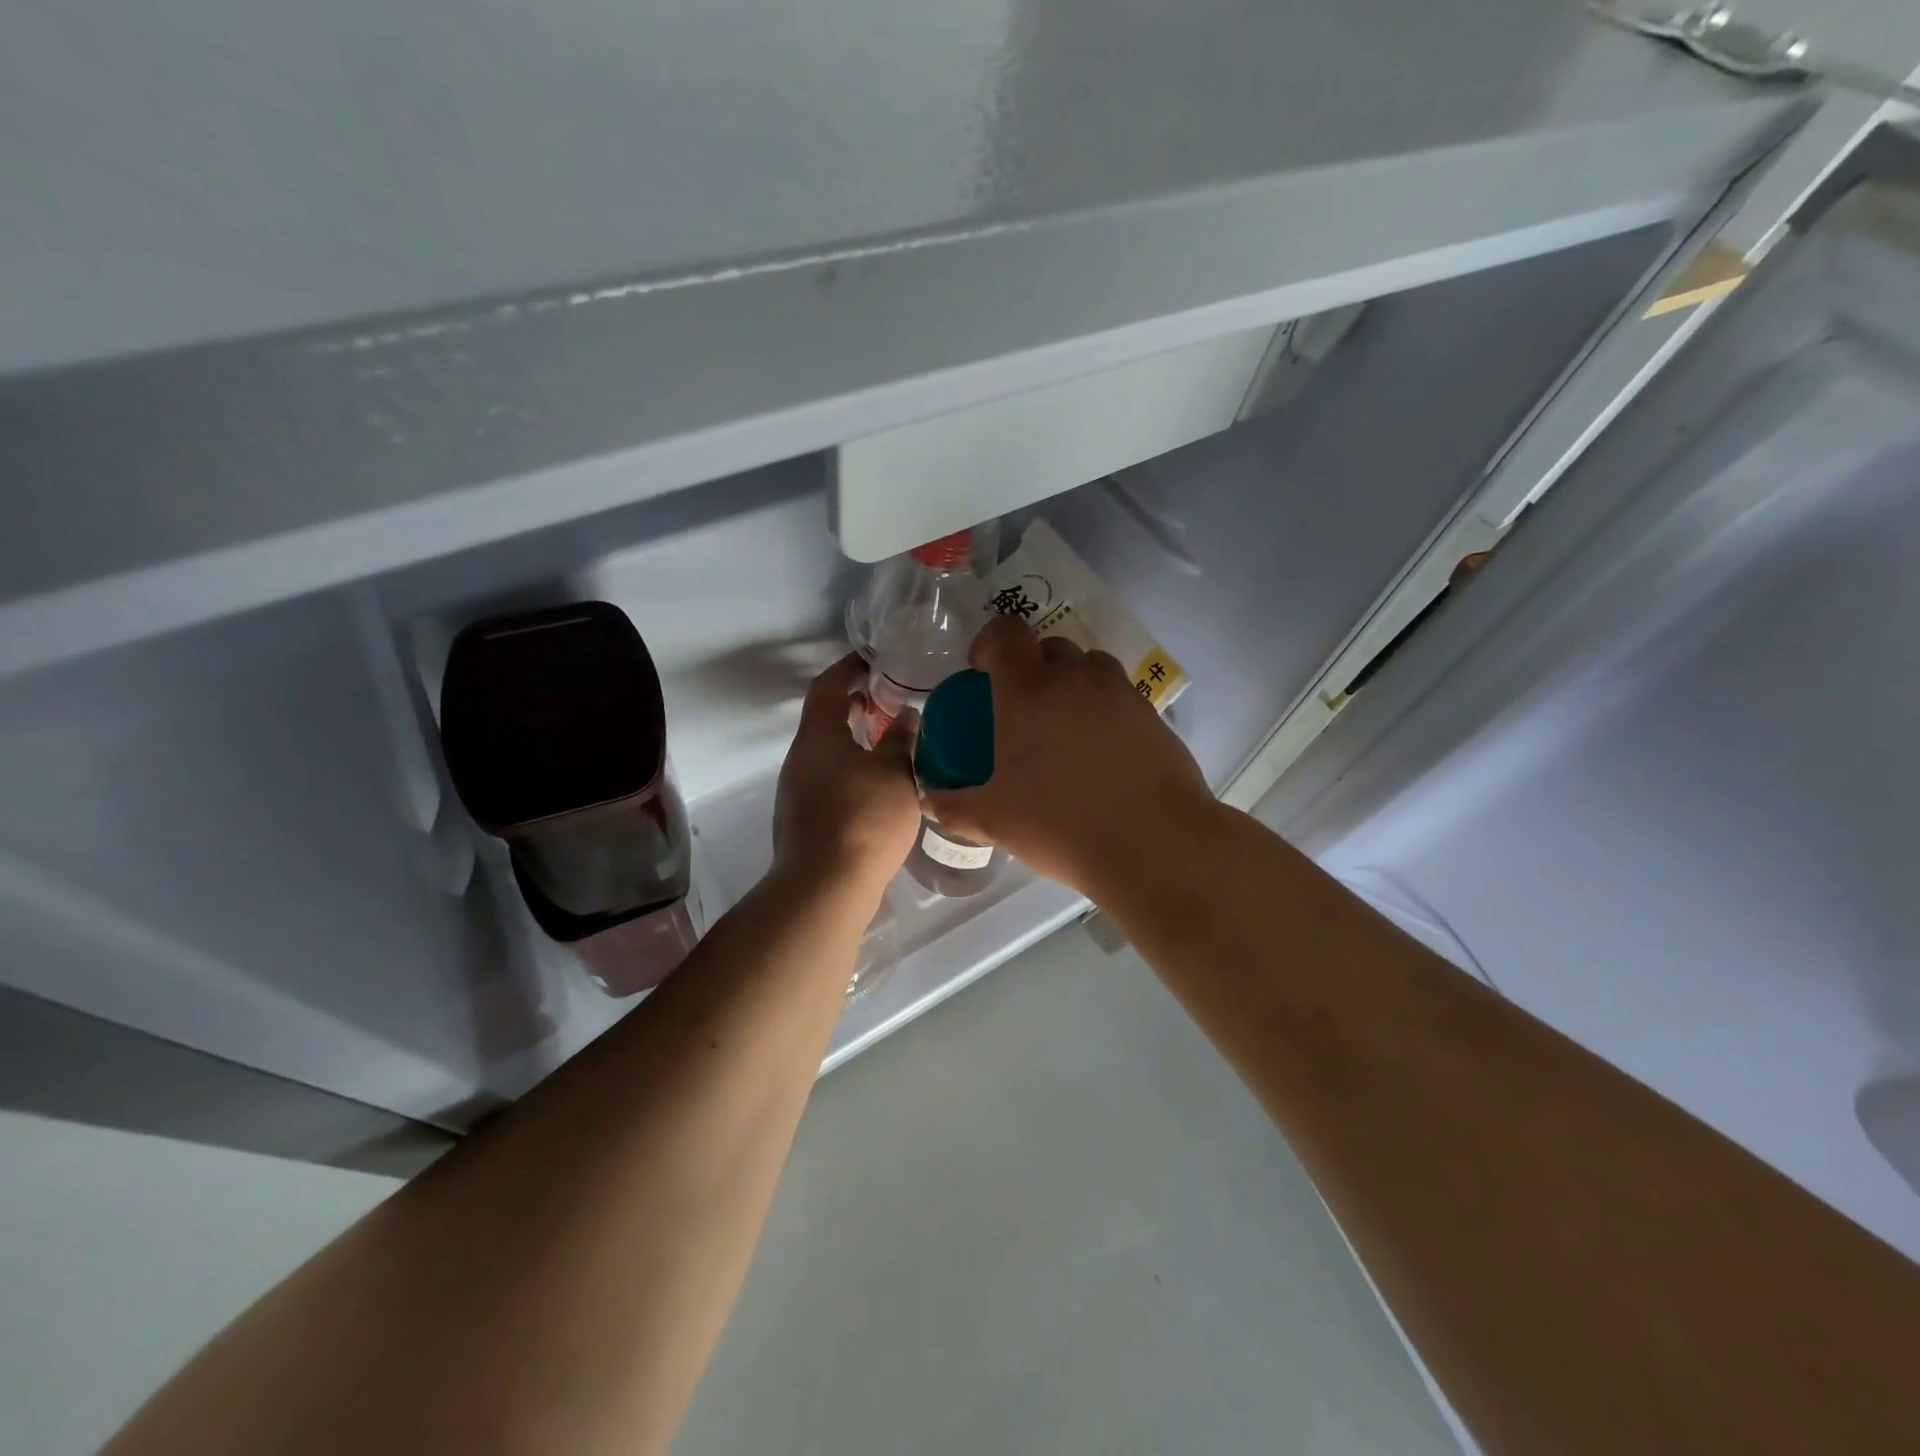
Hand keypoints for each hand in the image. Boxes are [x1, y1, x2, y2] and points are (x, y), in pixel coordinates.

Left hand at [772, 655, 921, 898]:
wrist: (825, 886)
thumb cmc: (863, 818)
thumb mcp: (895, 772)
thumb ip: (901, 739)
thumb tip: (906, 715)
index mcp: (817, 737)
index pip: (827, 686)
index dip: (848, 668)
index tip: (872, 660)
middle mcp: (800, 759)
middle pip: (824, 720)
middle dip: (855, 706)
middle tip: (889, 701)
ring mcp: (798, 792)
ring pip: (827, 753)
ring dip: (854, 741)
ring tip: (891, 743)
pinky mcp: (805, 820)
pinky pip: (829, 780)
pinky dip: (852, 770)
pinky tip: (880, 787)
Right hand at [920, 616, 1213, 897]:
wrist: (1152, 843)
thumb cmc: (1060, 824)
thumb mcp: (995, 820)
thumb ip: (955, 807)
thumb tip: (929, 803)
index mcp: (1028, 691)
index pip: (1006, 633)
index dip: (989, 642)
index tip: (981, 671)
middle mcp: (1075, 679)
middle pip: (1050, 645)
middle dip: (1031, 664)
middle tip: (1022, 706)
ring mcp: (1119, 694)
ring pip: (1091, 665)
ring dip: (1072, 680)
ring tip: (1065, 724)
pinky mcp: (1152, 715)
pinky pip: (1120, 695)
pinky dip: (1105, 708)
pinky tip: (1102, 752)